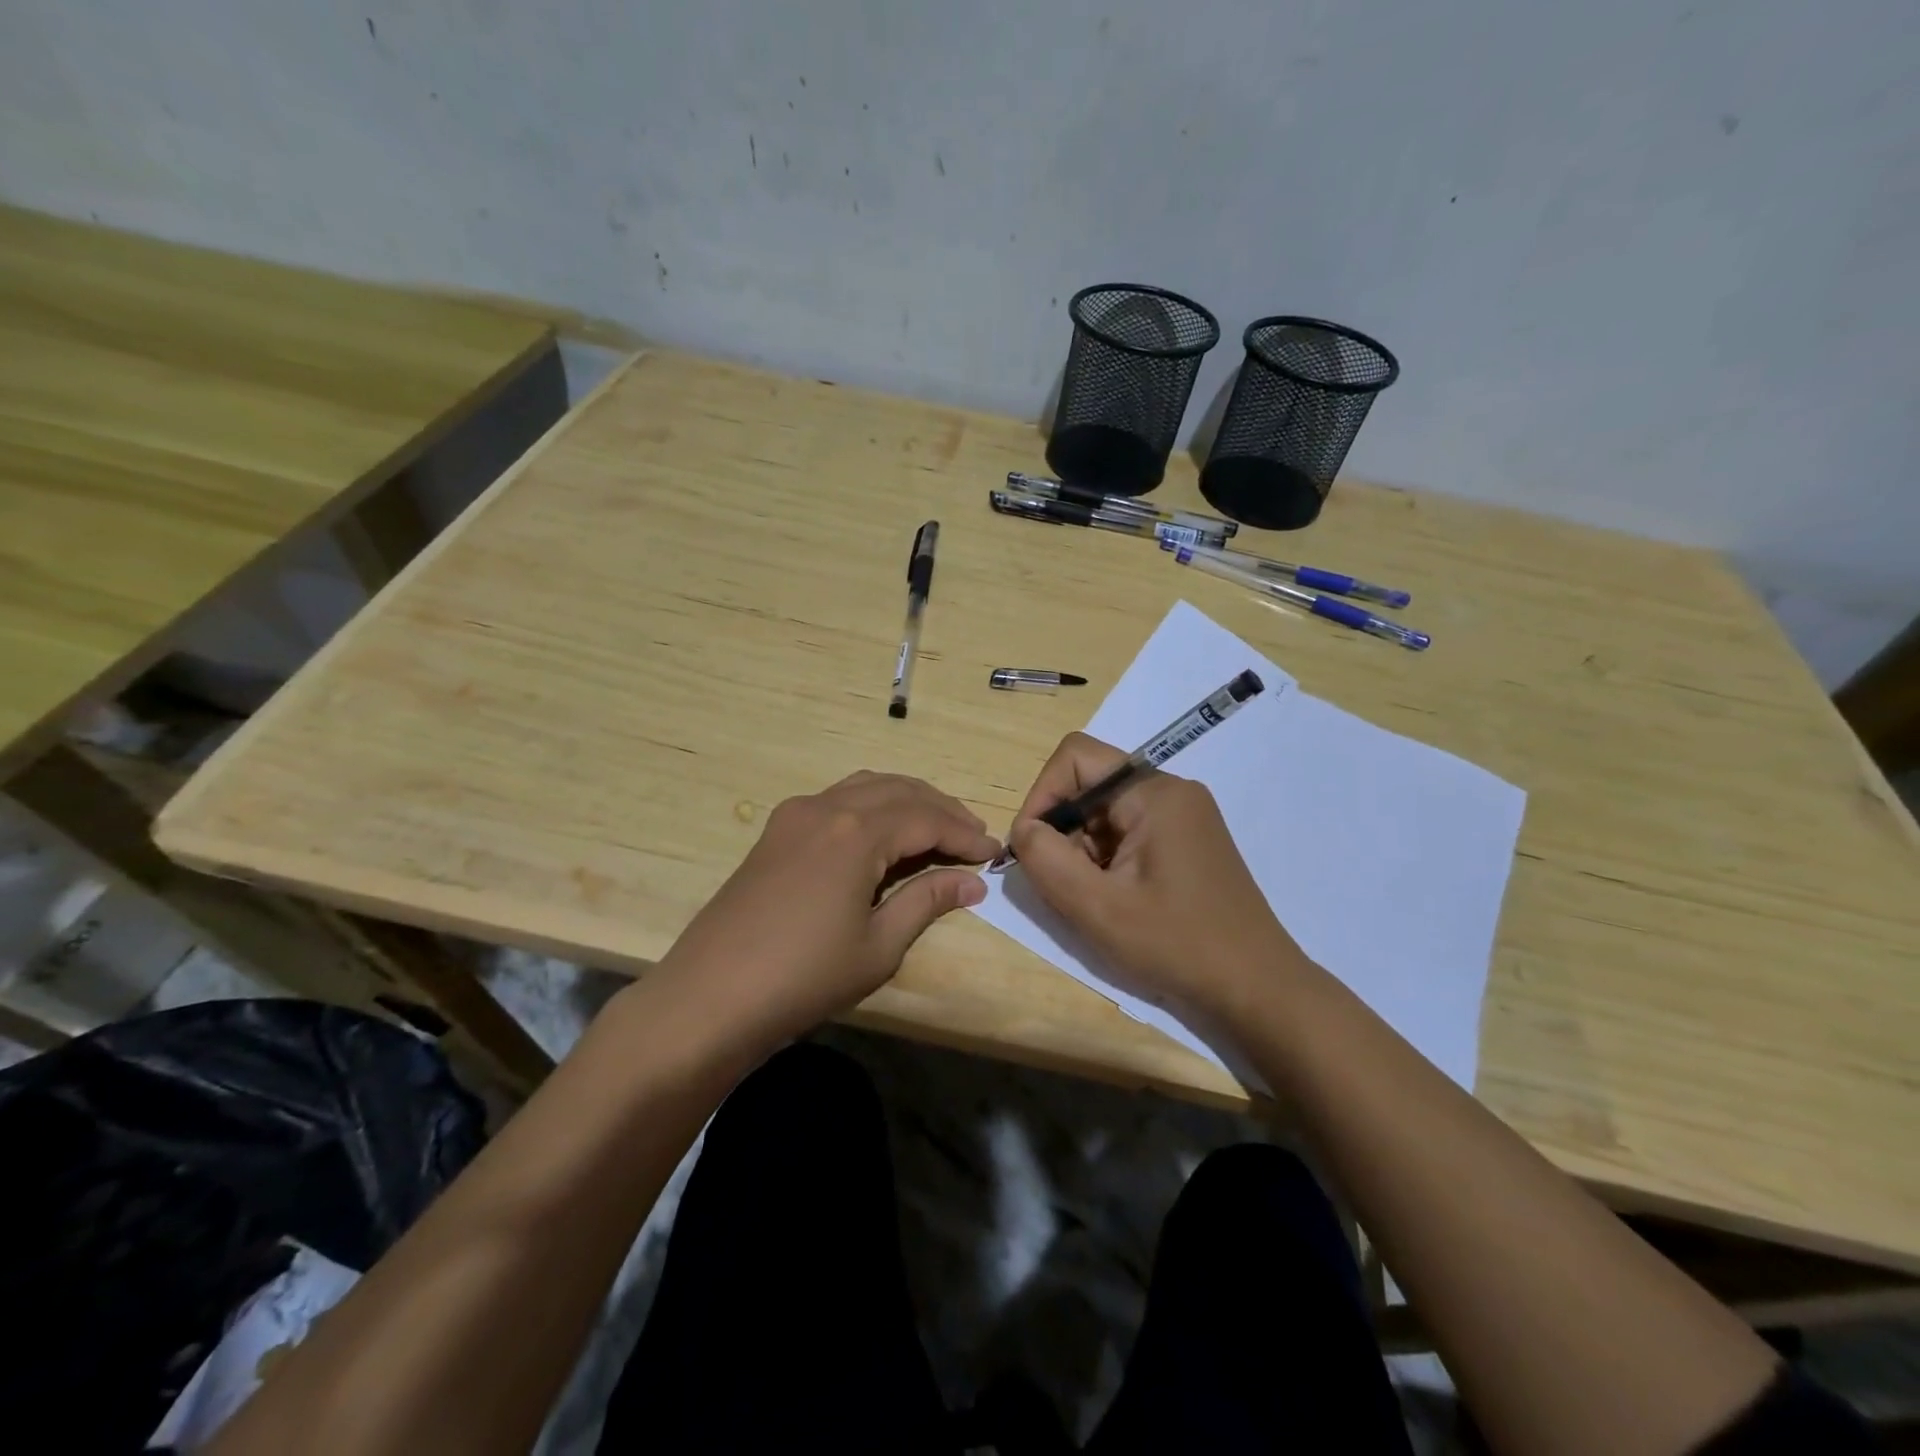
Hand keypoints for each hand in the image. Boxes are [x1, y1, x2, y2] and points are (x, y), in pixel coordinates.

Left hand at [659, 771, 998, 1042]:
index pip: (927, 818)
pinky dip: (871, 805)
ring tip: (936, 828)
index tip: (994, 854)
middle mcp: (827, 807)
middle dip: (942, 810)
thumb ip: (927, 902)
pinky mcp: (776, 831)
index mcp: (856, 831)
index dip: (965, 834)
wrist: (711, 996)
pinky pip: (837, 799)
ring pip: (866, 787)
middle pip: (899, 791)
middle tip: (973, 837)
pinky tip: (883, 833)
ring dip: (907, 801)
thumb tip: (972, 883)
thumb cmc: (804, 977)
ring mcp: (795, 814)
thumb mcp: (878, 945)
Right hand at [1007, 733, 1310, 1018]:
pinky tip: (1116, 901)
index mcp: (1154, 793)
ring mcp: (1183, 816)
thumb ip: (1046, 859)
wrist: (1257, 988)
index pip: (1076, 757)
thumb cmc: (1177, 945)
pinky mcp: (1186, 841)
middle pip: (1090, 786)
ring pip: (1106, 812)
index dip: (1042, 795)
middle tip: (1063, 884)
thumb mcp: (1097, 907)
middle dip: (1063, 830)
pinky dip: (1106, 860)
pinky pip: (1128, 832)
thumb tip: (1024, 830)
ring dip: (1084, 850)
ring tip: (1094, 900)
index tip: (1030, 846)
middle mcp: (1171, 791)